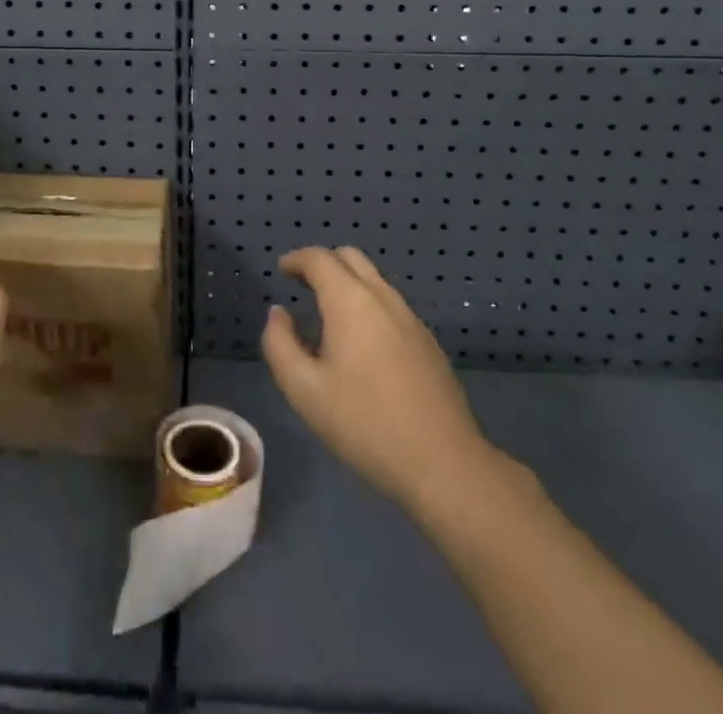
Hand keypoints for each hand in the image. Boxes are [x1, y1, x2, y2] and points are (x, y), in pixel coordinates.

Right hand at [262, 246, 517, 521]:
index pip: (319, 259)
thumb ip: (280, 344)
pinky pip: (390, 304)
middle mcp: (382, 297)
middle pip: (350, 258)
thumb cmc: (365, 424)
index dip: (296, 259)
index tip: (282, 270)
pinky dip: (368, 303)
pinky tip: (361, 342)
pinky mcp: (428, 341)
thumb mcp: (304, 390)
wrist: (444, 463)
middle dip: (323, 263)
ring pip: (374, 280)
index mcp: (350, 301)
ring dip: (347, 283)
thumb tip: (279, 313)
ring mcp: (410, 318)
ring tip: (327, 314)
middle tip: (302, 285)